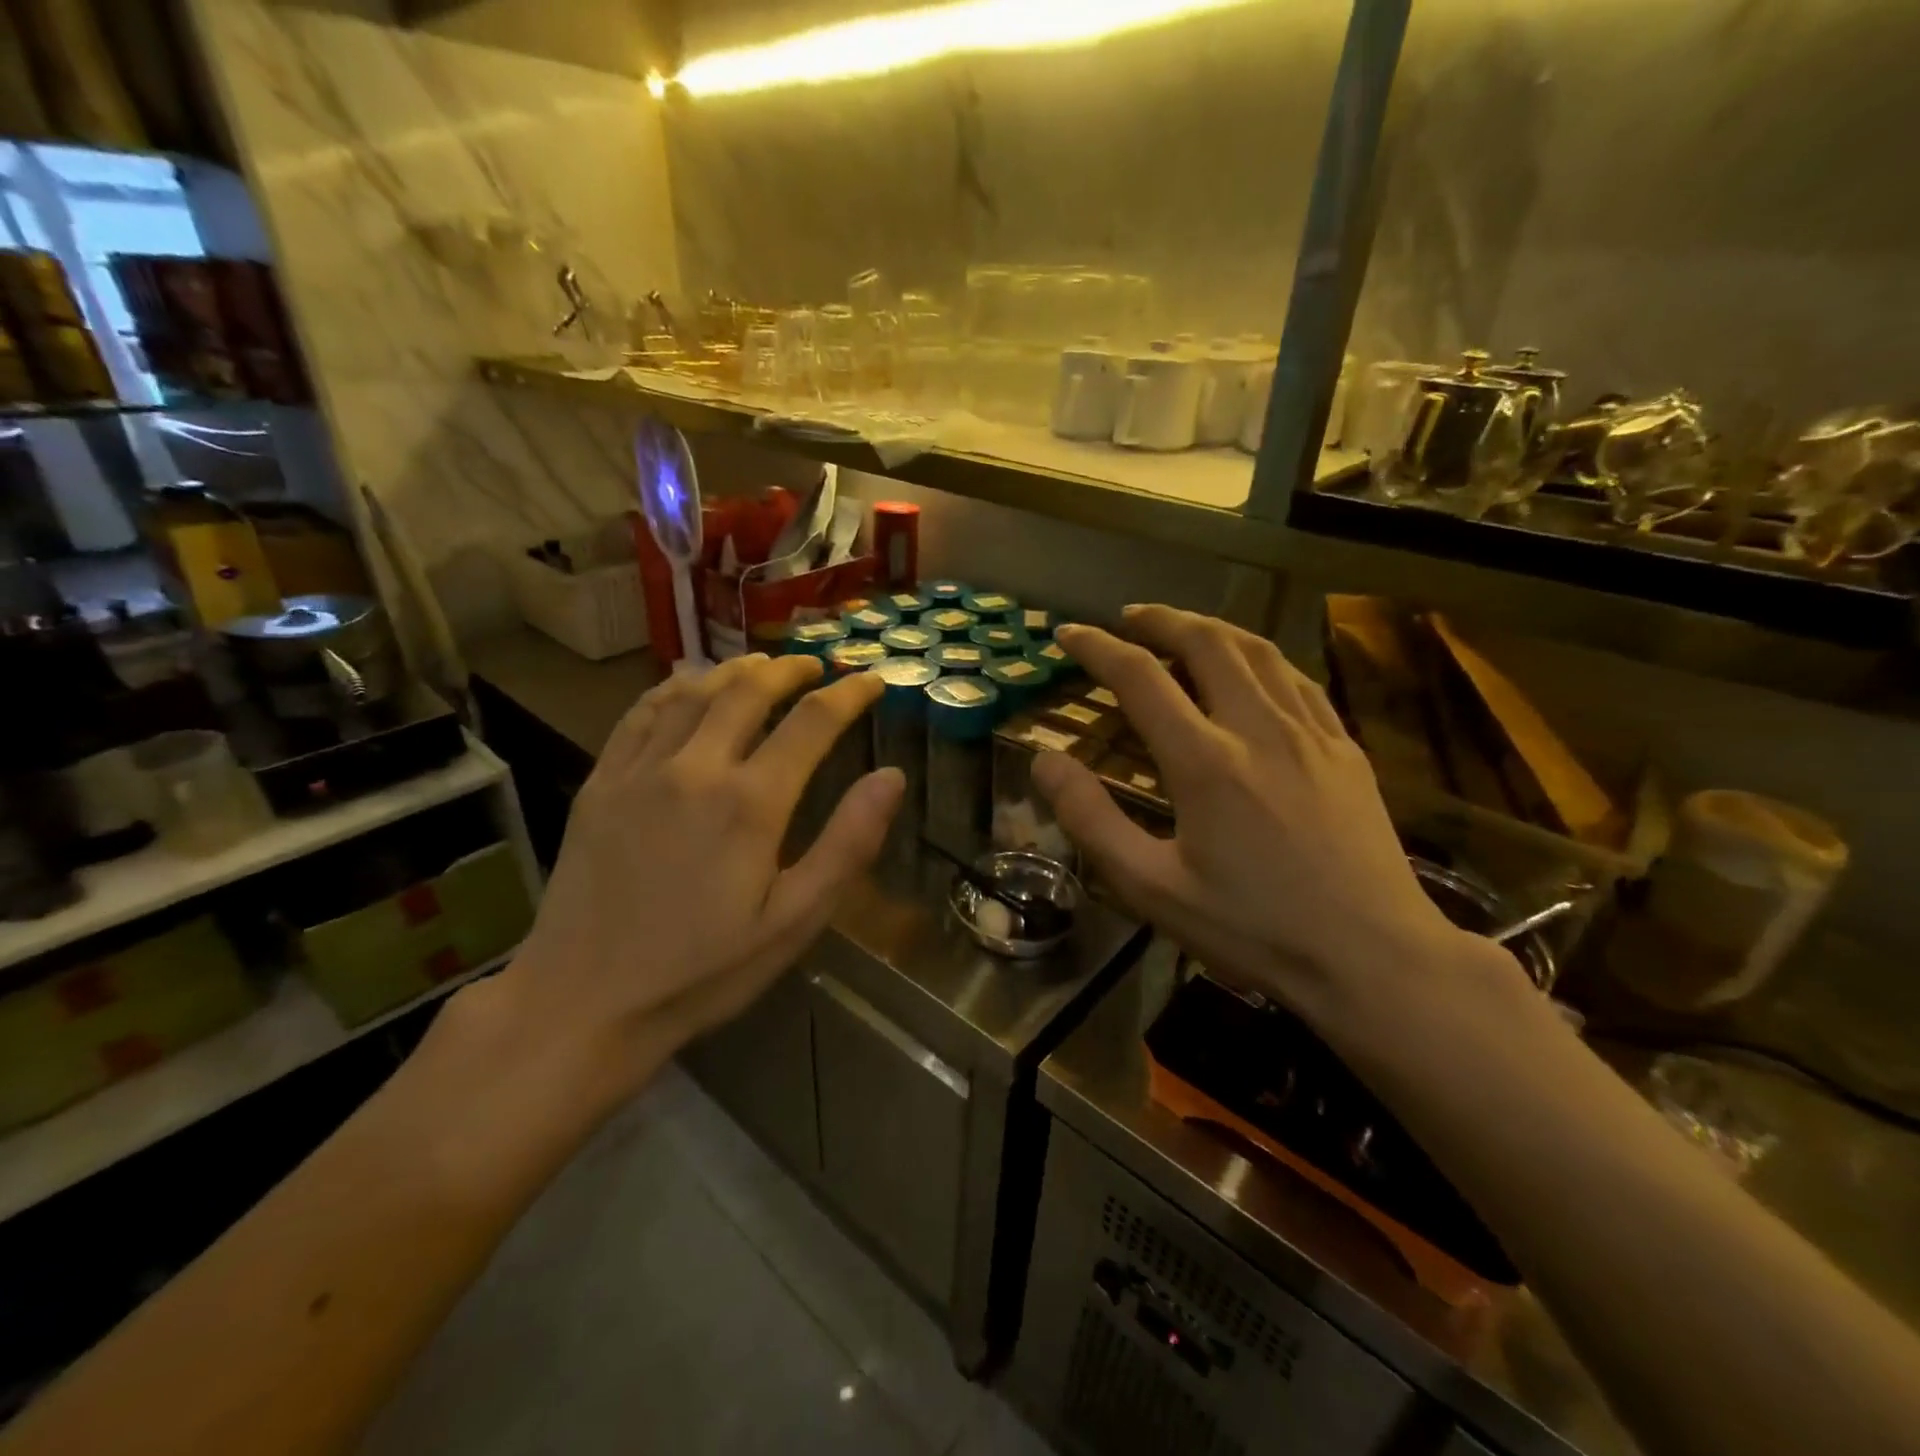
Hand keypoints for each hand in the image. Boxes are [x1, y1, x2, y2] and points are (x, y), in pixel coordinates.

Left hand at [489, 654, 901, 1091]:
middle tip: (816, 665)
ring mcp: (640, 770)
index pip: (812, 722)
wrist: (584, 1002)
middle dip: (790, 668)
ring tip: (762, 664)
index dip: (849, 694)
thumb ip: (847, 845)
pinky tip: (687, 684)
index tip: (871, 679)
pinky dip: (673, 687)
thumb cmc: (703, 970)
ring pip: (694, 692)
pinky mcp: (601, 782)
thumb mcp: (794, 922)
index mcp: (750, 803)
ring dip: (736, 669)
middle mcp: (695, 768)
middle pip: (749, 690)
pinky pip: (641, 713)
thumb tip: (892, 777)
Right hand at [1033, 607, 1472, 1033]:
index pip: (1139, 677)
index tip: (1067, 634)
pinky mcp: (1345, 748)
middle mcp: (1258, 729)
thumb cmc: (1253, 929)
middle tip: (1126, 618)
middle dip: (1159, 619)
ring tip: (1180, 629)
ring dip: (1210, 628)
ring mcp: (1310, 732)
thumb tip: (1045, 761)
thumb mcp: (1152, 887)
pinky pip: (1296, 678)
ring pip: (1257, 650)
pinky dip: (1259, 657)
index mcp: (1205, 761)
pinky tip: (1250, 669)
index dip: (1096, 647)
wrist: (1374, 957)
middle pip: (1205, 642)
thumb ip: (1091, 820)